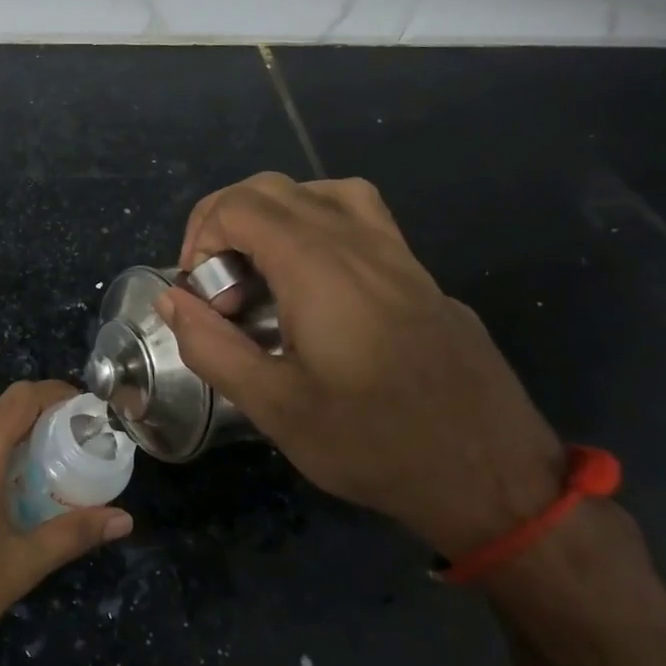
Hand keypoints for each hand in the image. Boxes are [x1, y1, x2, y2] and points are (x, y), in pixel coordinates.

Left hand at [0, 380, 132, 665]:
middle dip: (38, 425)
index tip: (86, 408)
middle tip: (72, 452)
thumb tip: (123, 520)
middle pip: (0, 416)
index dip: (56, 392)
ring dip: (10, 446)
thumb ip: (72, 534)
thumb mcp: (19, 565)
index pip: (22, 397)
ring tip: (42, 477)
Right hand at [157, 173, 564, 559]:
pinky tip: (316, 281)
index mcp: (318, 268)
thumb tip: (172, 299)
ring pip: (320, 191)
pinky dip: (317, 224)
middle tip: (218, 284)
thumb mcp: (274, 408)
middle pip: (273, 189)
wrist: (493, 476)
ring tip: (261, 269)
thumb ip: (211, 346)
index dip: (200, 237)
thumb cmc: (374, 444)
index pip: (239, 207)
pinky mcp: (420, 273)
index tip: (200, 295)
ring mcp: (396, 253)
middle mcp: (357, 243)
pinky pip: (360, 216)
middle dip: (225, 223)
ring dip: (273, 216)